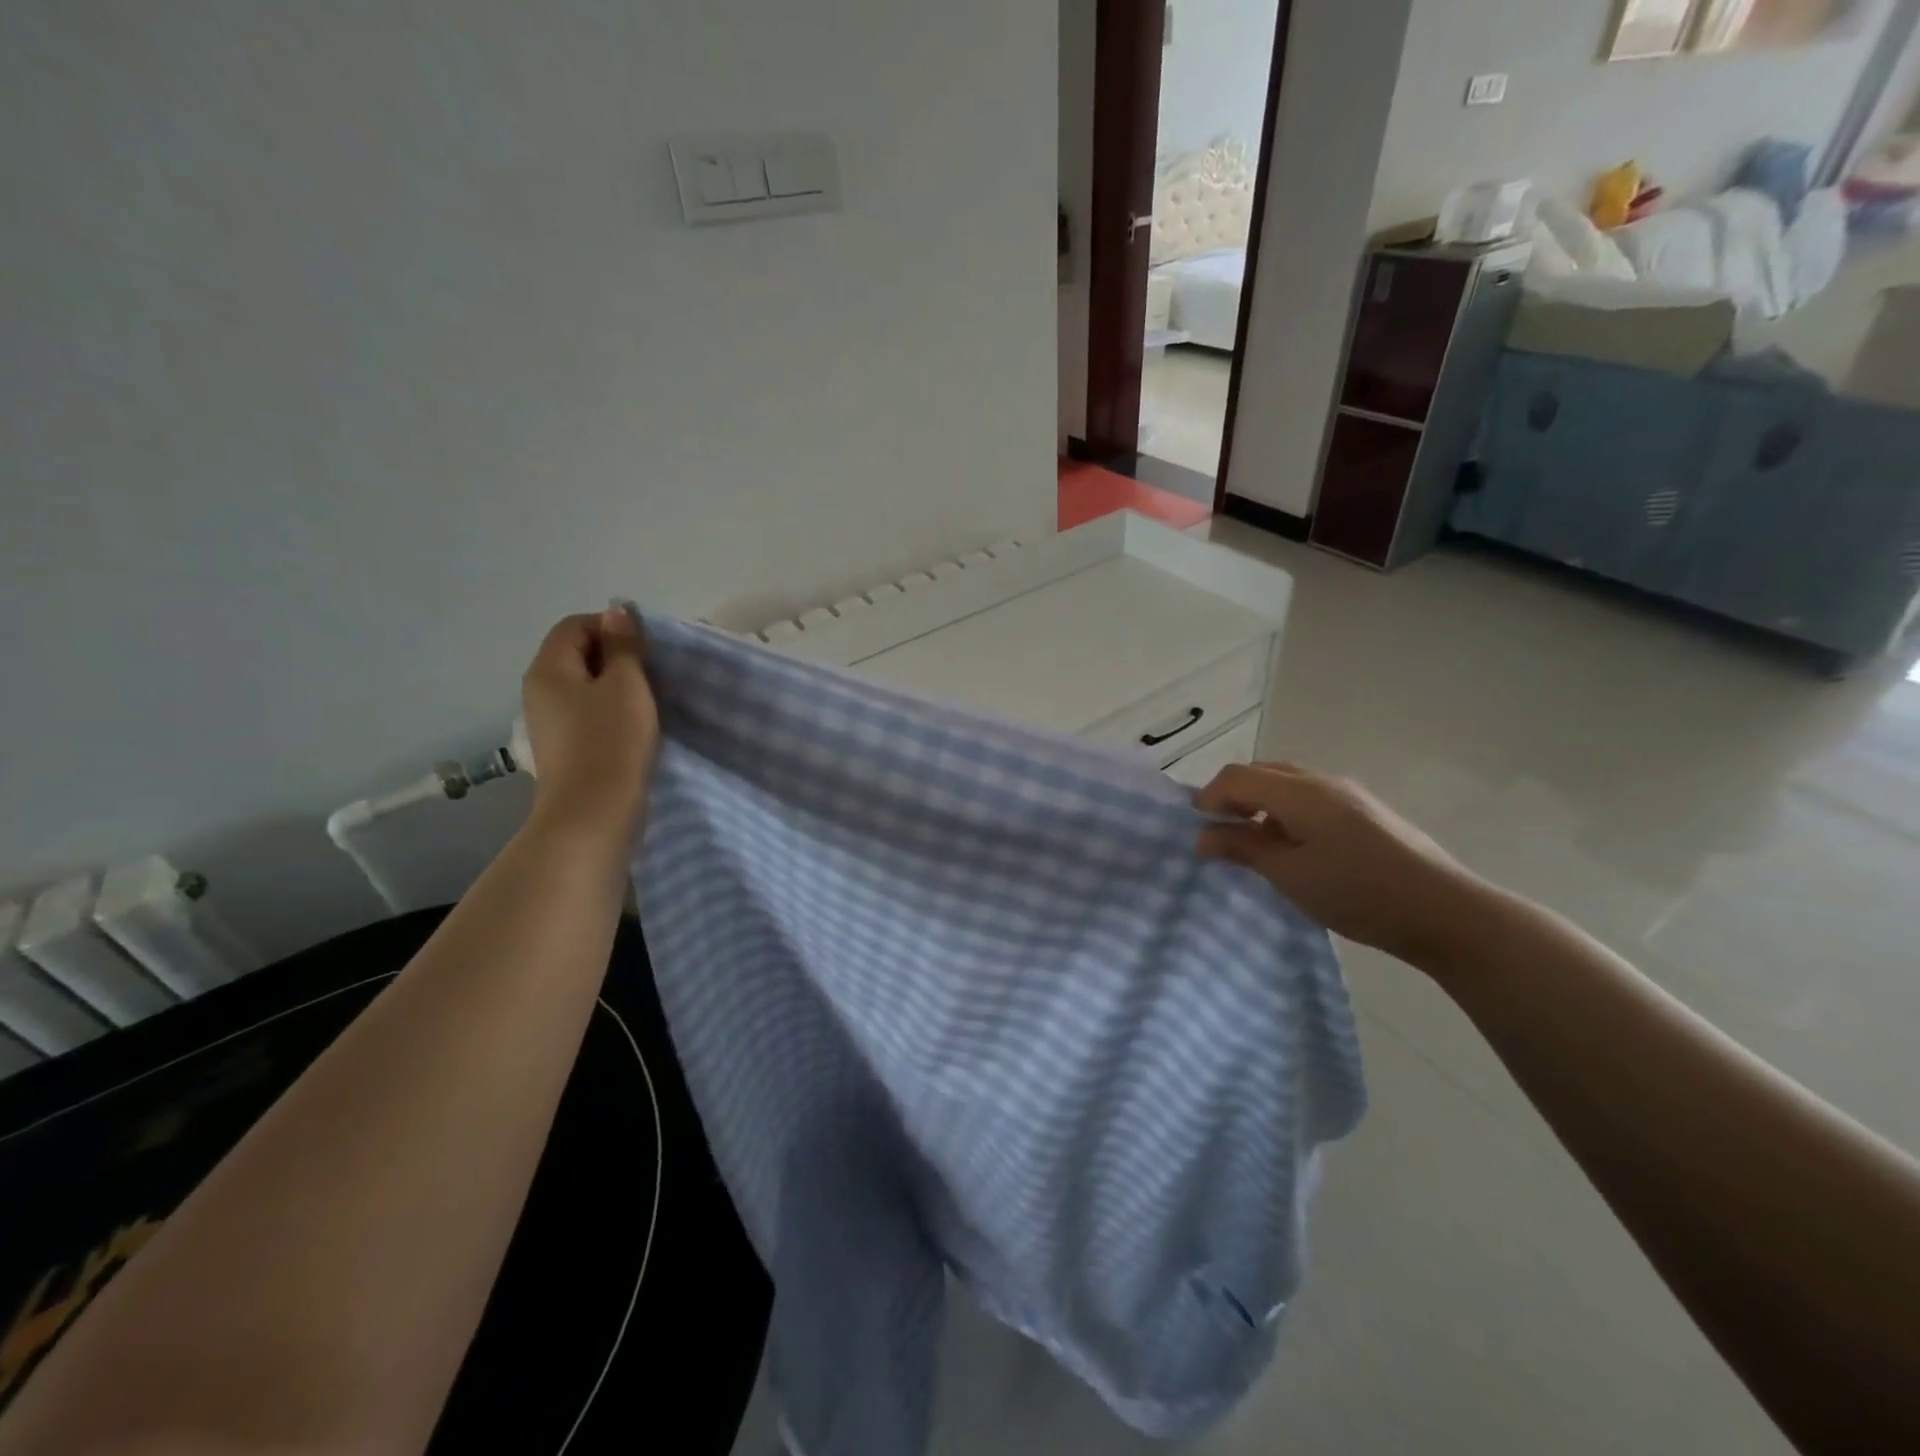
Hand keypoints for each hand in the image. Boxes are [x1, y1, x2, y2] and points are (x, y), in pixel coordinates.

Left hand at [521, 608, 660, 843]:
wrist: (594, 814)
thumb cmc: (612, 741)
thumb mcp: (626, 685)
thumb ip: (623, 646)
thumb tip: (617, 612)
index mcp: (548, 669)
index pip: (575, 626)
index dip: (612, 626)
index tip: (647, 647)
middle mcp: (540, 691)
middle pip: (577, 655)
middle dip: (616, 656)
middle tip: (654, 672)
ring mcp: (549, 723)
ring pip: (585, 687)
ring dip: (617, 686)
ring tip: (650, 700)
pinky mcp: (565, 748)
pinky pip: (588, 714)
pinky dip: (611, 711)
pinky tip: (636, 726)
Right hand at [1196, 763, 1481, 966]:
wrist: (1444, 911)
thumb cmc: (1357, 891)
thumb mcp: (1289, 875)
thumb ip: (1243, 848)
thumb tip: (1203, 835)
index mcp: (1299, 791)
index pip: (1237, 776)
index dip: (1209, 797)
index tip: (1197, 830)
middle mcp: (1322, 781)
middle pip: (1262, 772)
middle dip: (1234, 796)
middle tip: (1221, 833)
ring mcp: (1349, 793)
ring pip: (1288, 783)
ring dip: (1261, 803)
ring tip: (1256, 843)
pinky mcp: (1366, 811)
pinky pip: (1311, 797)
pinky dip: (1287, 811)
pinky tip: (1296, 847)